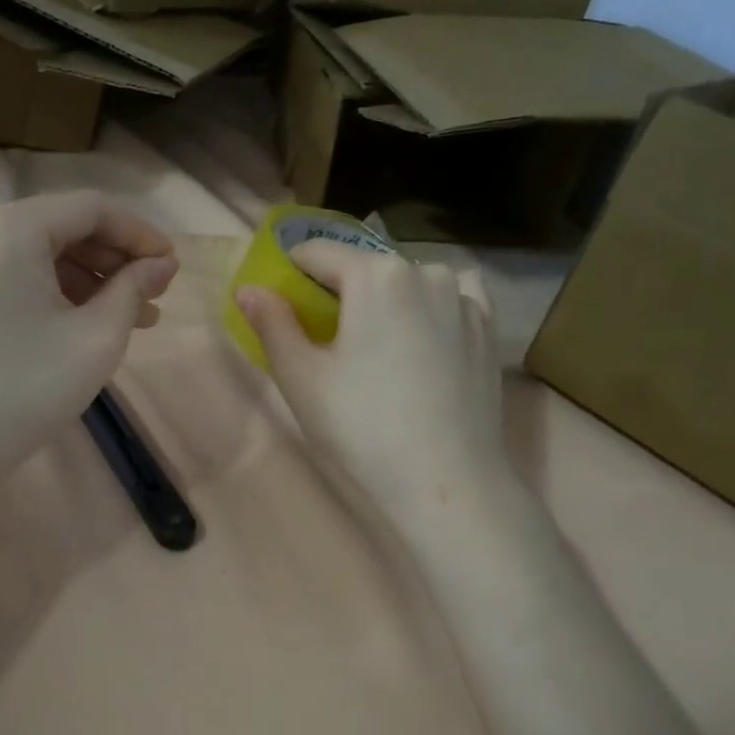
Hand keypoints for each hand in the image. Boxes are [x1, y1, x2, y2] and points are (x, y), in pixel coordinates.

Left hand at [0, 194, 177, 491]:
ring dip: (89, 279)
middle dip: (115, 259)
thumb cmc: (26, 390)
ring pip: (39, 252)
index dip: (140, 234)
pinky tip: (84, 322)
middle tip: (154, 296)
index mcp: (11, 227)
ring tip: (130, 318)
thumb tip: (161, 265)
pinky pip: (14, 273)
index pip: (92, 208)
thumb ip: (134, 289)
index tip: (172, 266)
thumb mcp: (96, 337)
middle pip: (63, 226)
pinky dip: (54, 291)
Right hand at [234, 242, 511, 512]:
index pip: (316, 253)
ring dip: (382, 299)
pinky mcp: (487, 328)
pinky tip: (419, 338)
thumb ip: (271, 323)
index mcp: (374, 275)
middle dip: (336, 291)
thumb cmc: (362, 426)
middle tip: (322, 339)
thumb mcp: (301, 376)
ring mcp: (463, 298)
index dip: (289, 273)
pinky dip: (427, 306)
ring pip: (406, 280)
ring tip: (373, 347)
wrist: (446, 481)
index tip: (279, 305)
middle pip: (362, 266)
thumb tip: (247, 288)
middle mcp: (424, 270)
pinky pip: (448, 298)